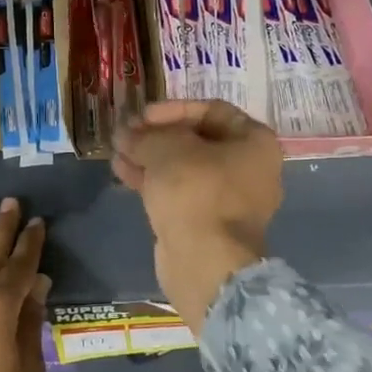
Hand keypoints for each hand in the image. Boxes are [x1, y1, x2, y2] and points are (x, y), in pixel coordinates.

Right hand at [112, 100, 281, 332]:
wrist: (205, 262)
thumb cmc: (195, 192)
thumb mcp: (167, 150)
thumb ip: (145, 135)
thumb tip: (126, 133)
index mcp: (255, 142)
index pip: (212, 110)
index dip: (174, 109)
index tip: (143, 115)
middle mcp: (248, 168)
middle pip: (197, 140)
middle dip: (157, 135)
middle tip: (126, 132)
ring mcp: (227, 199)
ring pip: (184, 167)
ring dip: (150, 156)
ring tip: (116, 149)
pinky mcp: (205, 222)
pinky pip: (179, 191)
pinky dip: (153, 180)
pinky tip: (121, 171)